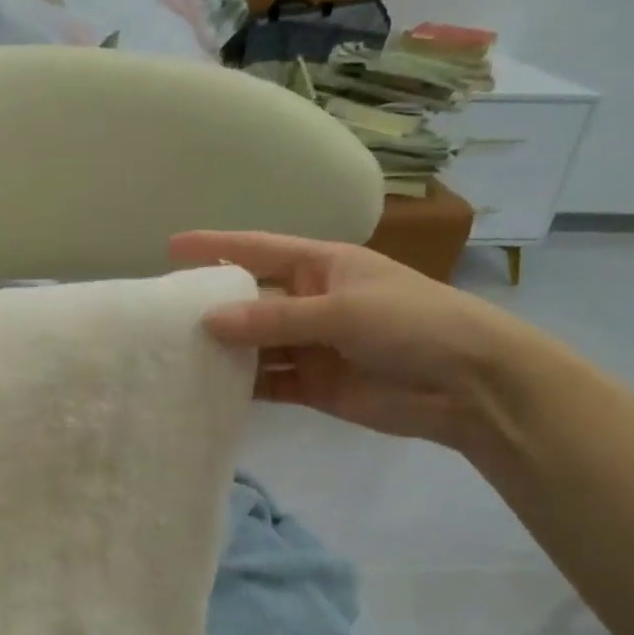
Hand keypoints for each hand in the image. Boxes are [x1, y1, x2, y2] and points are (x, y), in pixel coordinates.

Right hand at [170, 231, 547, 446]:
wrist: (471, 385)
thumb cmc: (412, 323)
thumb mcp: (341, 311)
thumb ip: (273, 318)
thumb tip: (209, 321)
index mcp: (321, 266)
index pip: (257, 249)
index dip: (215, 246)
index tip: (171, 247)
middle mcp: (310, 301)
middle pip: (250, 300)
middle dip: (212, 306)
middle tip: (163, 315)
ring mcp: (311, 345)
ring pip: (255, 344)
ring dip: (224, 350)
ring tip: (175, 354)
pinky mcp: (314, 384)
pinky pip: (269, 381)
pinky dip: (244, 385)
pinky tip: (209, 388)